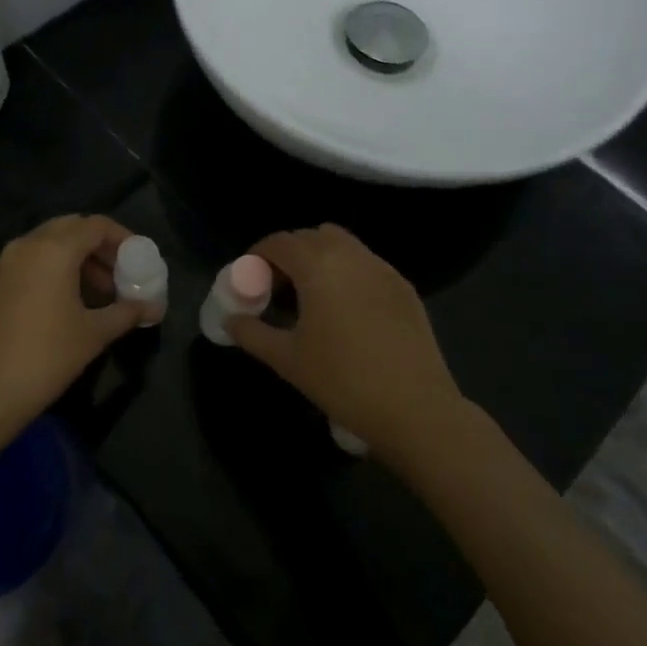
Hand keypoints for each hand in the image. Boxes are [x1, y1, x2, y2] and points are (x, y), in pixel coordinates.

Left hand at [0, 214, 147, 450]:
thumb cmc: (44, 358)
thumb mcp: (93, 335)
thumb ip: (127, 313)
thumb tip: (155, 308)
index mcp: (54, 249)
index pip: (96, 225)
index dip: (122, 238)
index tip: (139, 260)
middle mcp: (27, 245)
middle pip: (71, 228)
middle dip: (99, 247)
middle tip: (119, 275)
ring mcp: (5, 263)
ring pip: (48, 244)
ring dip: (77, 259)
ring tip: (98, 294)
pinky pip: (31, 261)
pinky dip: (53, 269)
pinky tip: (67, 303)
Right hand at [227, 224, 467, 472]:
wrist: (416, 409)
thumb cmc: (343, 380)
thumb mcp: (287, 359)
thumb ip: (252, 333)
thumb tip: (230, 320)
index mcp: (318, 266)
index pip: (279, 242)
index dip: (258, 255)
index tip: (248, 279)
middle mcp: (350, 255)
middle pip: (310, 236)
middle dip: (288, 254)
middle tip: (276, 287)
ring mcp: (382, 268)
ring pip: (342, 244)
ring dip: (319, 257)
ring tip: (310, 294)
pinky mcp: (403, 287)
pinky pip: (366, 263)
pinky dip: (347, 271)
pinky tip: (345, 308)